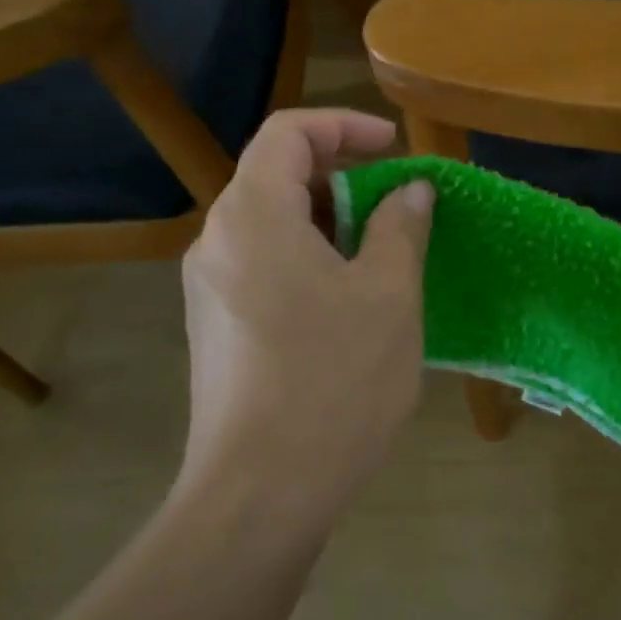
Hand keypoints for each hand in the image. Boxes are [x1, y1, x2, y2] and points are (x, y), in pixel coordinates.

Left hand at [178, 110, 433, 522]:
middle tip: (397, 209)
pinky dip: (308, 262)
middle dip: (341, 179)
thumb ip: (399, 228)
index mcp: (253, 216)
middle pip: (276, 177)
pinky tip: (348, 305)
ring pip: (272, 227)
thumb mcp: (387, 296)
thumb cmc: (333, 382)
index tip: (394, 148)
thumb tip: (410, 190)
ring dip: (328, 225)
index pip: (289, 133)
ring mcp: (209, 288)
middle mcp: (217, 241)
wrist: (261, 493)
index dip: (344, 126)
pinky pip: (263, 268)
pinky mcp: (215, 328)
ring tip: (382, 259)